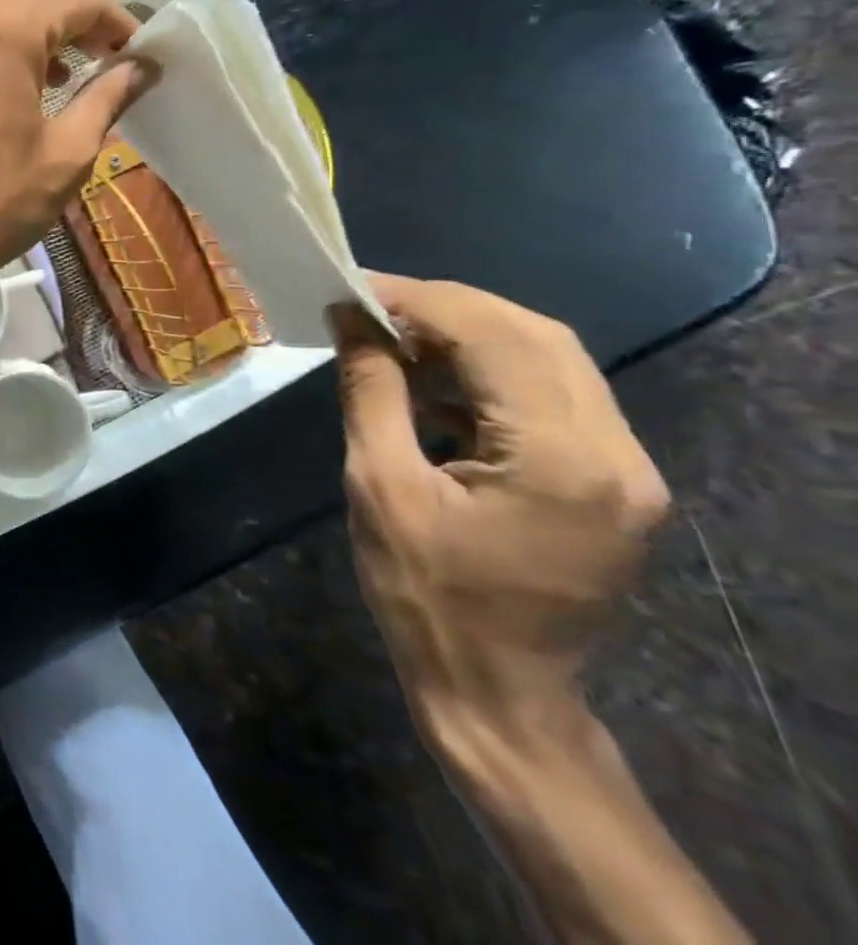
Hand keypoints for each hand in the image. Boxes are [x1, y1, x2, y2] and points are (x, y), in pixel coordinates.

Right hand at [331, 275, 671, 758]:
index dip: (420, 301)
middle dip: (448, 307)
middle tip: (372, 303)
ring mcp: (626, 470)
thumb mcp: (380, 485)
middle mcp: (616, 454)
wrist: (496, 690)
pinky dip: (491, 371)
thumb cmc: (425, 594)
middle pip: (537, 337)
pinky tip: (433, 381)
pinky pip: (554, 396)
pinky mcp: (612, 482)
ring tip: (395, 333)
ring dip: (470, 334)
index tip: (355, 287)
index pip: (495, 338)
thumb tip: (352, 321)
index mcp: (561, 459)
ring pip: (552, 360)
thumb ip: (372, 391)